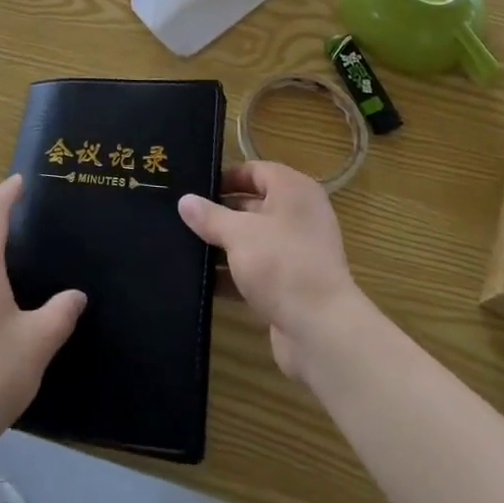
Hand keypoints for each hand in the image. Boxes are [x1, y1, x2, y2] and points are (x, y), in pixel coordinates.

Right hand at [178, 160, 363, 378]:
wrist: (321, 331)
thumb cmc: (281, 264)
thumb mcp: (238, 233)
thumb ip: (210, 216)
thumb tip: (184, 200)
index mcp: (293, 191)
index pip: (256, 171)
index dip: (226, 177)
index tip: (194, 188)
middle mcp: (299, 216)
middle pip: (253, 206)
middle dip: (219, 213)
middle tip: (181, 217)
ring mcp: (297, 252)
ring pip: (252, 240)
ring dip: (223, 246)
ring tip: (184, 247)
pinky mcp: (291, 285)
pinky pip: (256, 271)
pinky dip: (233, 274)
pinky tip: (202, 282)